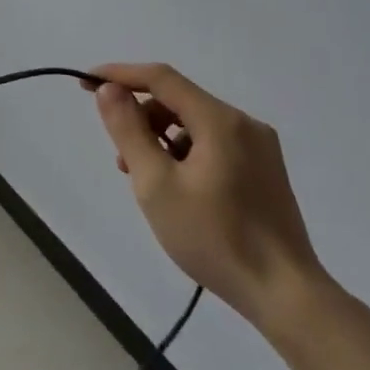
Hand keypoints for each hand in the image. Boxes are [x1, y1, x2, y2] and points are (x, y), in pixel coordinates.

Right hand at [91, 62, 328, 336]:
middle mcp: (243, 123)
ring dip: (160, 137)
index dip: (119, 75)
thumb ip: (129, 130)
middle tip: (119, 156)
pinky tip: (174, 188)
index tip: (84, 82)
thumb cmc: (214, 237)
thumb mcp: (156, 184)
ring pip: (194, 123)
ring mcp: (259, 147)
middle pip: (178, 100)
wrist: (285, 294)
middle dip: (141, 117)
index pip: (160, 78)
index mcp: (220, 120)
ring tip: (143, 178)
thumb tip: (109, 89)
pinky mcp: (264, 170)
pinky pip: (212, 143)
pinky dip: (183, 153)